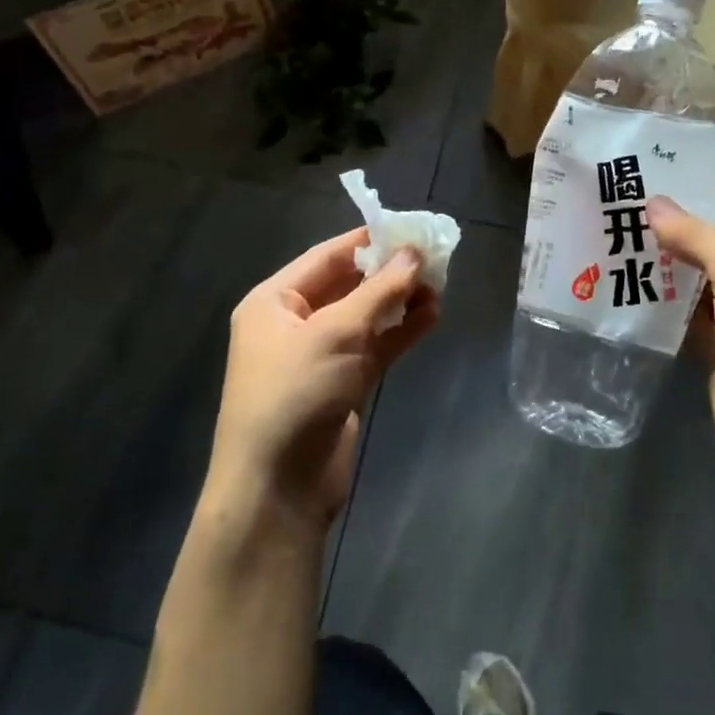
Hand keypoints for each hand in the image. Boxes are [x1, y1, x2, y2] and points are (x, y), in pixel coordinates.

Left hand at [207, 229, 438, 536]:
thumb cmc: (295, 393)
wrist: (278, 487)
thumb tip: (414, 253)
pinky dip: (401, 332)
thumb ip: (379, 291)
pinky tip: (432, 316)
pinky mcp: (343, 384)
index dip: (368, 239)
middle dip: (389, 272)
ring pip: (366, 317)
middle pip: (349, 284)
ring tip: (441, 285)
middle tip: (435, 258)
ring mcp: (319, 355)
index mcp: (274, 301)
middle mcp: (294, 323)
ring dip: (400, 301)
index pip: (327, 256)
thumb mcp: (336, 333)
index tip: (411, 227)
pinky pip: (375, 347)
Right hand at [650, 179, 714, 483]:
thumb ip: (698, 236)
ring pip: (701, 277)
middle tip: (628, 202)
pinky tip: (626, 283)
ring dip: (667, 261)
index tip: (665, 170)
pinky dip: (663, 300)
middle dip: (681, 223)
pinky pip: (688, 314)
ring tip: (617, 235)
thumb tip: (654, 203)